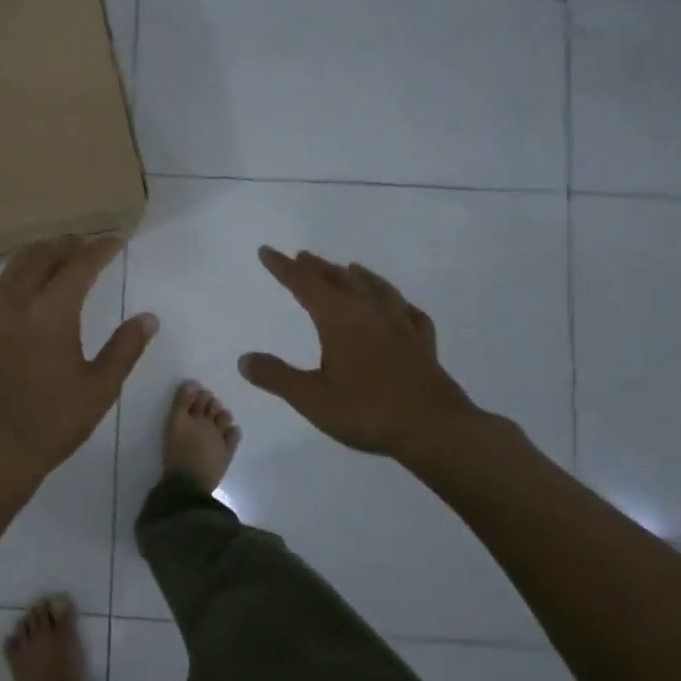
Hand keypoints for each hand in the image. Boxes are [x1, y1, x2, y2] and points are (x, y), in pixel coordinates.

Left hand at [0, 235, 158, 489]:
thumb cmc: (54, 421)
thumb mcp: (100, 388)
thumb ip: (125, 348)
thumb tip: (148, 318)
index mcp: (53, 312)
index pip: (80, 265)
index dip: (100, 249)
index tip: (115, 241)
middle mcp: (19, 303)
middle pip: (43, 257)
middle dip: (67, 246)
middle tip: (86, 245)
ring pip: (11, 268)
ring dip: (35, 255)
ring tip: (52, 255)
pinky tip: (2, 285)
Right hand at [238, 245, 480, 459]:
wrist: (436, 430)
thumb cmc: (367, 411)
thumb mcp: (311, 398)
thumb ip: (275, 376)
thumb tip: (244, 359)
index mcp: (339, 319)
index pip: (305, 284)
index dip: (283, 267)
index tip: (267, 250)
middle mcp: (370, 313)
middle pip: (340, 280)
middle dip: (317, 267)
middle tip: (302, 256)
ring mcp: (401, 326)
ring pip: (376, 289)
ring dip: (357, 276)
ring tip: (350, 267)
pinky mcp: (423, 345)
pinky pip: (409, 313)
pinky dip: (398, 303)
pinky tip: (400, 308)